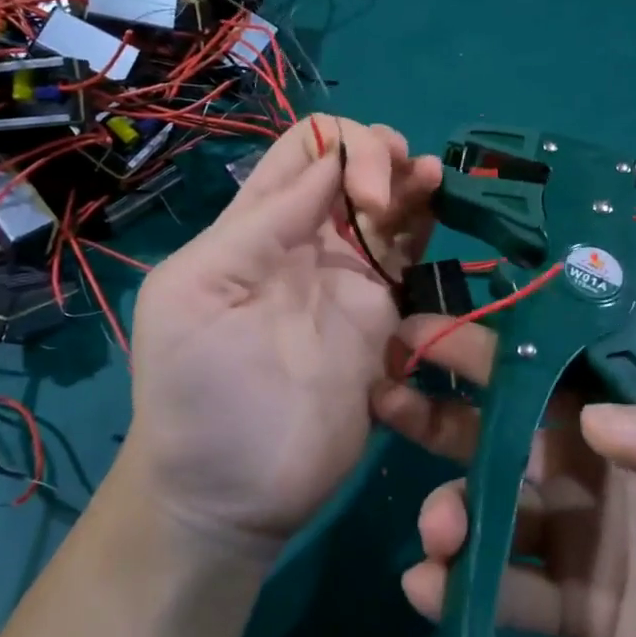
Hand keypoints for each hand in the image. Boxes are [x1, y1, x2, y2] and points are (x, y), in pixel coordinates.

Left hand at [121, 115, 441, 555]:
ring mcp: (348, 277)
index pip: (303, 150)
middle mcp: (306, 240)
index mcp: (254, 226)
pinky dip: (425, 217)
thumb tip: (328, 166)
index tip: (358, 190)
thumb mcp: (197, 294)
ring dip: (407, 177)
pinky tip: (438, 201)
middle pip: (351, 165)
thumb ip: (261, 225)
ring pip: (387, 201)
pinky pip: (408, 251)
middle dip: (377, 155)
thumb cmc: (198, 392)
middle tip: (387, 199)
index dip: (339, 146)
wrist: (230, 490)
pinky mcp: (382, 315)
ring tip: (425, 181)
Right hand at [372, 318, 635, 636]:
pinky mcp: (569, 609)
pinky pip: (505, 593)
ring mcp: (570, 538)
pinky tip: (428, 587)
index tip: (424, 329)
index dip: (485, 344)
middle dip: (436, 408)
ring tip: (438, 526)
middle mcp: (581, 465)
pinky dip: (462, 588)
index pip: (543, 366)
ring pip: (488, 509)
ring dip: (448, 507)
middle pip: (494, 428)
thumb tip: (597, 424)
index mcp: (621, 418)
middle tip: (384, 393)